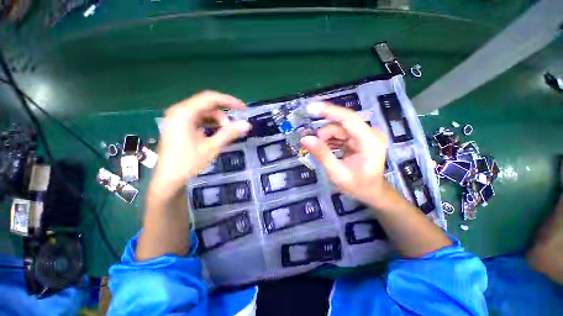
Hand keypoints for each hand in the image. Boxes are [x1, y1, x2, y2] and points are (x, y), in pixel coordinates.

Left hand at [151, 91, 250, 198]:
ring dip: (217, 121)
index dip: (229, 101)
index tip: (243, 109)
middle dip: (223, 116)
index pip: (210, 98)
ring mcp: (177, 119)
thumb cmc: (188, 163)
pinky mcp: (178, 127)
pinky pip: (198, 120)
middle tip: (233, 128)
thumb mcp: (212, 147)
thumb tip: (247, 124)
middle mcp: (179, 111)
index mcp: (184, 113)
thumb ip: (229, 133)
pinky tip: (215, 134)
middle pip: (207, 105)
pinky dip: (209, 125)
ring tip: (224, 134)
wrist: (168, 181)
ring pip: (203, 113)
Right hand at [300, 103, 388, 206]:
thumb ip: (322, 155)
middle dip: (324, 134)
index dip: (329, 111)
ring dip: (327, 138)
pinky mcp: (360, 137)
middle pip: (341, 125)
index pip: (348, 119)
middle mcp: (370, 133)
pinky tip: (327, 149)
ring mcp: (365, 135)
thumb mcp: (337, 173)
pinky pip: (341, 133)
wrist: (372, 192)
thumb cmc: (357, 186)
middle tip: (313, 146)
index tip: (310, 108)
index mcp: (369, 141)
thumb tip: (305, 139)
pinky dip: (331, 140)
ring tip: (322, 152)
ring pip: (339, 129)